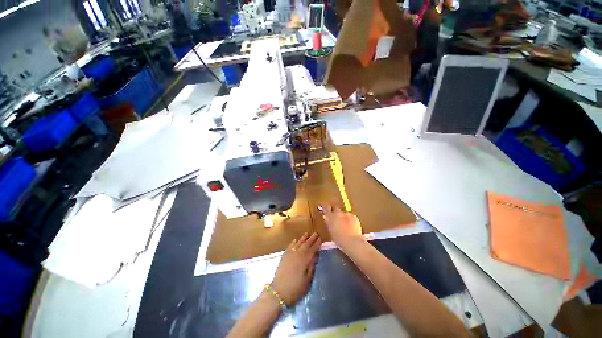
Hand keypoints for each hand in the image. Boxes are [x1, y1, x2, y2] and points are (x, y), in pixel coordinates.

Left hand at [271, 232, 320, 305]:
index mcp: (304, 260)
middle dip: (311, 238)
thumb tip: (315, 255)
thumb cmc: (296, 288)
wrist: (278, 292)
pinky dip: (293, 242)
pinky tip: (295, 240)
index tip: (320, 238)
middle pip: (305, 244)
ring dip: (303, 238)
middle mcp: (297, 254)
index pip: (312, 249)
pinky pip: (290, 246)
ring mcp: (290, 254)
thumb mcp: (307, 280)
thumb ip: (311, 266)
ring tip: (307, 233)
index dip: (317, 244)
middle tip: (316, 233)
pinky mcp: (284, 256)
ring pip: (298, 243)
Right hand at [320, 204, 364, 251]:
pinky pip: (351, 216)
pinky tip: (351, 226)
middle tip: (337, 217)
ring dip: (344, 216)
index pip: (326, 208)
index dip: (326, 207)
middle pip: (336, 208)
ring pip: (344, 212)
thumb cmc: (339, 239)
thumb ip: (328, 222)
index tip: (326, 208)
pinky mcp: (354, 216)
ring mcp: (346, 214)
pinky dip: (350, 219)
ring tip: (346, 224)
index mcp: (330, 216)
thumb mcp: (331, 231)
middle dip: (336, 211)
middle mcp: (338, 213)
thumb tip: (326, 217)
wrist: (352, 241)